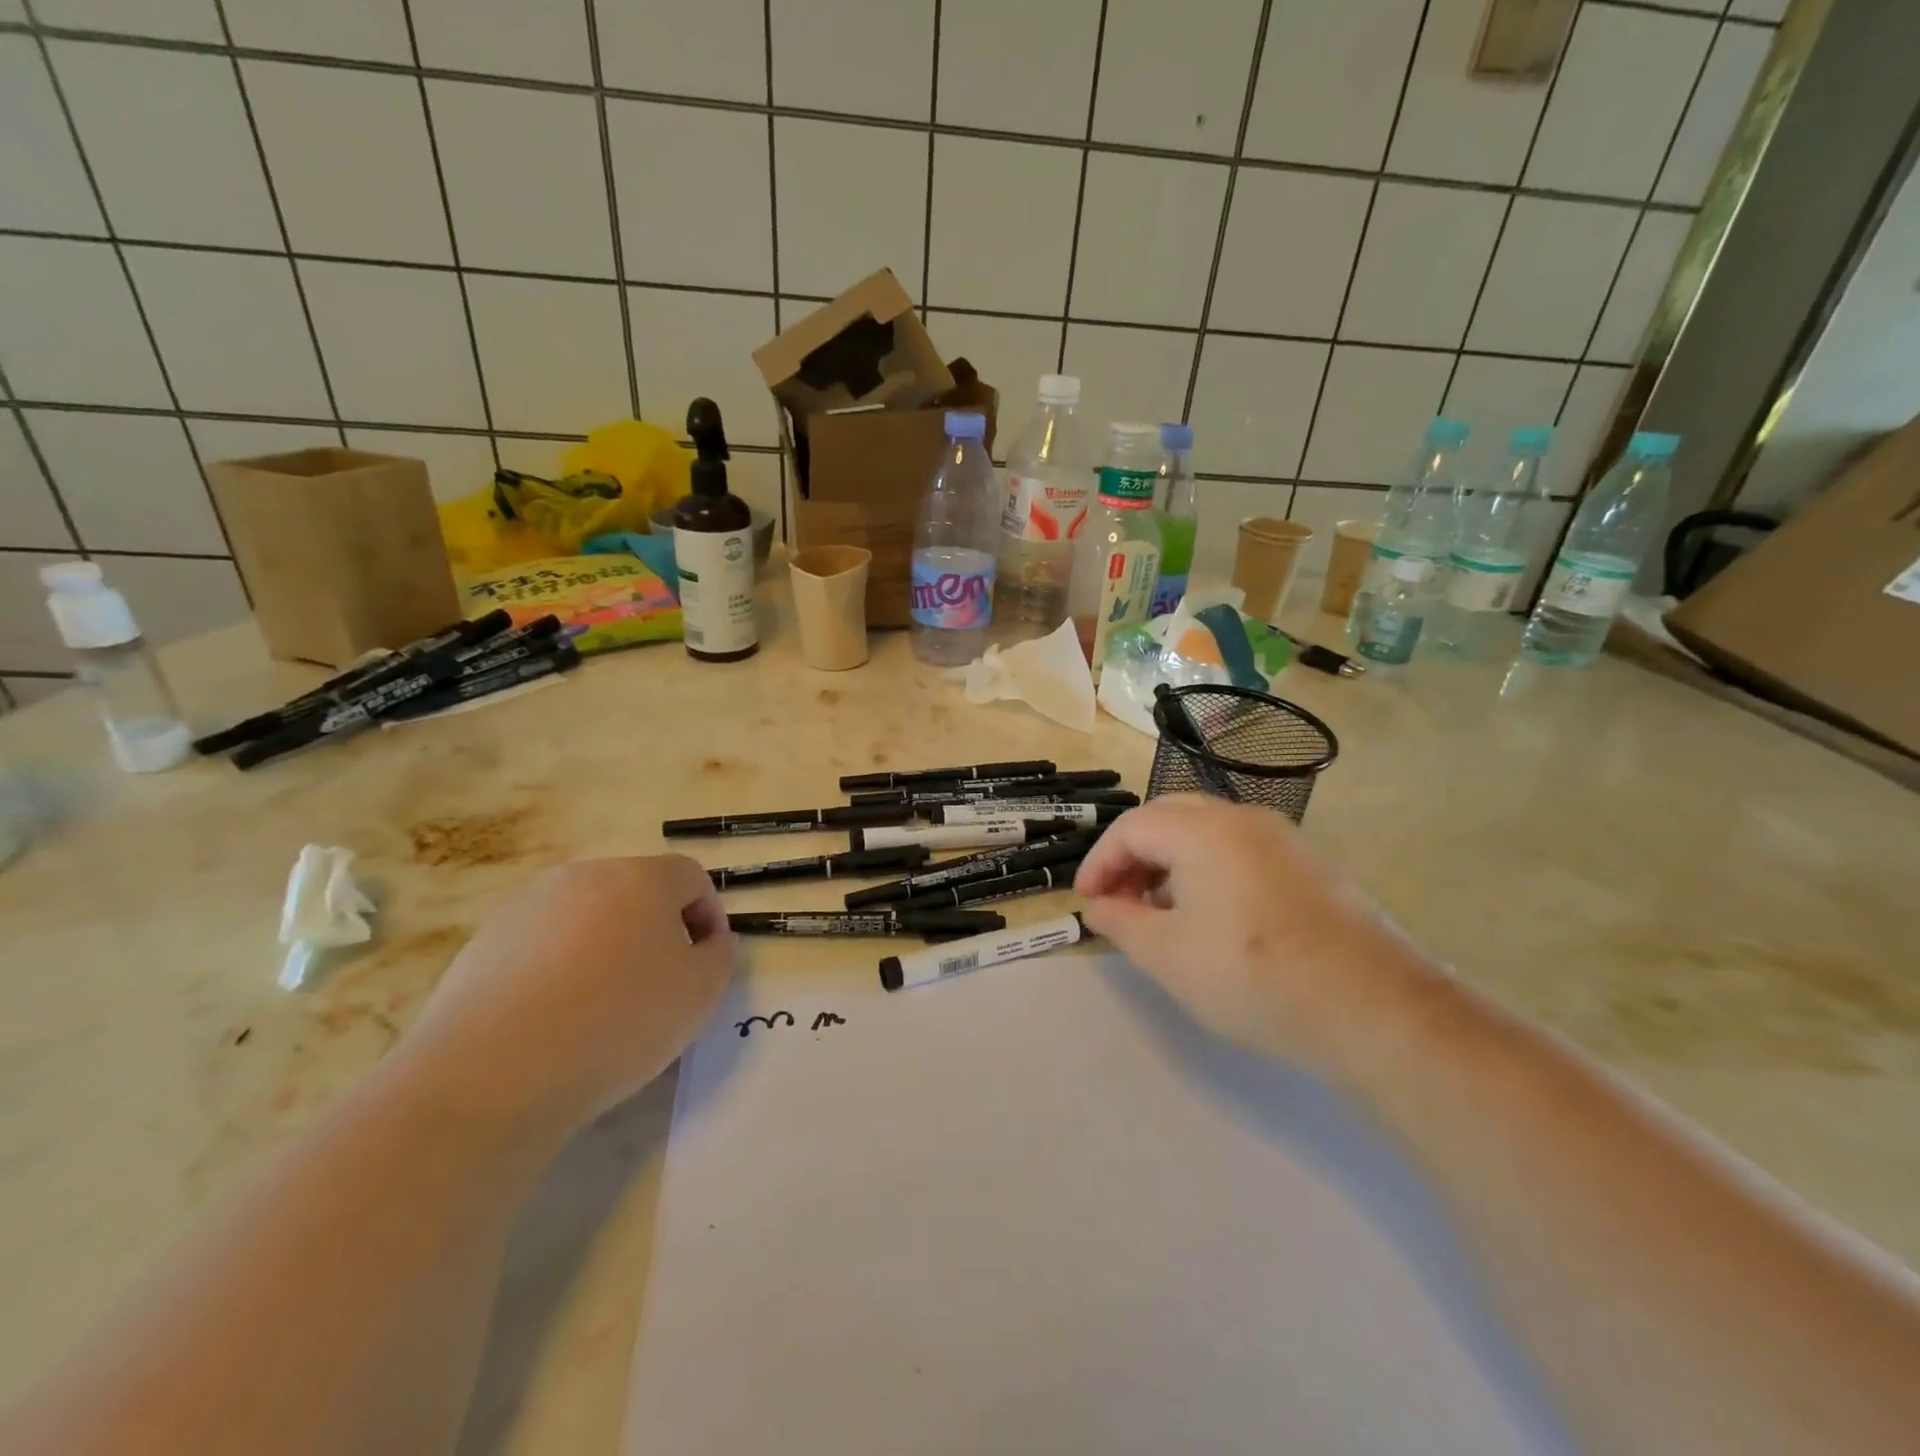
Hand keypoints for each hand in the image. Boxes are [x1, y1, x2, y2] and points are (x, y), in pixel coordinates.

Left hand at [396, 856, 736, 1132]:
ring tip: (602, 1006)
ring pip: (587, 917)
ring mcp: (527, 906)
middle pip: (636, 892)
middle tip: (660, 984)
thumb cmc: (618, 1023)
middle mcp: (584, 876)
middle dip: (656, 930)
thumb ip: (719, 956)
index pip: (692, 877)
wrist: (492, 1074)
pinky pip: (541, 945)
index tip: (707, 963)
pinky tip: (553, 1019)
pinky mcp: (483, 942)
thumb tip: (709, 941)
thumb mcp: (699, 994)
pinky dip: (558, 969)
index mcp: (642, 878)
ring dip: (606, 947)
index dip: (709, 916)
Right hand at [1073, 795, 1438, 1068]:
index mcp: (1202, 830)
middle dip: (1133, 853)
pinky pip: (1242, 848)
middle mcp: (1242, 818)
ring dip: (1171, 859)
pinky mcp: (1311, 863)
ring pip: (1208, 830)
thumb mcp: (1168, 955)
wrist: (1372, 1006)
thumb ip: (1122, 923)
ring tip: (1160, 908)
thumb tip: (1100, 907)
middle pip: (1169, 816)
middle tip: (1118, 896)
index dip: (1099, 861)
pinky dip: (1209, 867)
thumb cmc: (1252, 975)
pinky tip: (1213, 913)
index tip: (1087, 901)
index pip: (1132, 828)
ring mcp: (1284, 837)